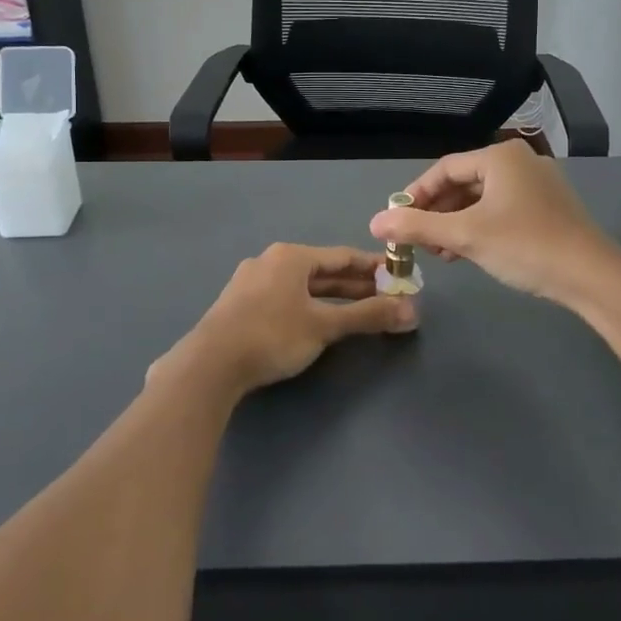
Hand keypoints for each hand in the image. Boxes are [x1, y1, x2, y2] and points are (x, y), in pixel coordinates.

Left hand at [156, 244, 417, 401]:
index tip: (398, 276)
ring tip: (360, 310)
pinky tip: (318, 320)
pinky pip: (285, 297)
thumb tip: (411, 312)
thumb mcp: (324, 326)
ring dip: (333, 297)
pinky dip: (309, 306)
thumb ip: (367, 316)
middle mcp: (271, 261)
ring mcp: (252, 282)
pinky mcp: (241, 305)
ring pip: (303, 286)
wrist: (209, 364)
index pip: (343, 256)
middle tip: (386, 297)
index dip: (374, 267)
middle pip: (323, 271)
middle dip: (356, 285)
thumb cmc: (272, 336)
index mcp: (291, 256)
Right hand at [367, 141, 620, 305]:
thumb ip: (418, 226)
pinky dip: (480, 227)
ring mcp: (538, 184)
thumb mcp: (465, 235)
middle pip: (463, 182)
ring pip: (482, 199)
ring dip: (456, 223)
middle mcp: (519, 162)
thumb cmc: (524, 245)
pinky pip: (502, 210)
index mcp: (500, 156)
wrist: (591, 275)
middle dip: (436, 212)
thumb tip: (375, 222)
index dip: (415, 195)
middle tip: (417, 241)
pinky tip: (468, 252)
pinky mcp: (548, 207)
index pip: (443, 169)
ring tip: (440, 252)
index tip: (397, 222)